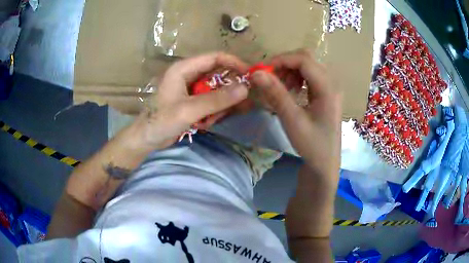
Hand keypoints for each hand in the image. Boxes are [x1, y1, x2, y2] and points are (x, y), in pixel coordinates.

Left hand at [134, 53, 248, 149]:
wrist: (146, 140)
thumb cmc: (160, 121)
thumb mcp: (189, 110)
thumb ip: (216, 100)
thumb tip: (245, 89)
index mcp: (184, 68)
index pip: (215, 57)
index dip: (234, 63)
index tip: (251, 76)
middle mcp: (188, 75)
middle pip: (218, 74)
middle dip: (229, 90)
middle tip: (241, 104)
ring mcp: (190, 89)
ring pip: (216, 90)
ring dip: (220, 105)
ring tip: (212, 120)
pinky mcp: (192, 101)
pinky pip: (211, 102)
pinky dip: (213, 112)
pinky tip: (205, 124)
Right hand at [251, 50, 341, 182]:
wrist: (325, 164)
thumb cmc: (312, 145)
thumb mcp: (293, 120)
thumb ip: (276, 94)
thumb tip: (256, 73)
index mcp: (328, 87)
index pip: (304, 60)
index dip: (281, 60)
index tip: (262, 71)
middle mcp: (332, 82)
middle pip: (306, 59)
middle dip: (285, 64)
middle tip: (269, 79)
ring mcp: (330, 87)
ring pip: (307, 66)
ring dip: (290, 71)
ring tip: (279, 87)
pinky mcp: (327, 93)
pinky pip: (310, 76)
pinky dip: (296, 78)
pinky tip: (290, 91)